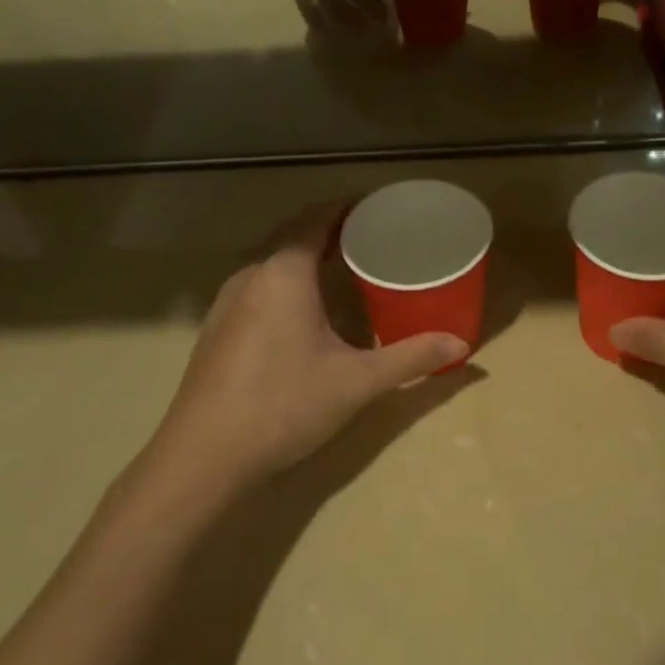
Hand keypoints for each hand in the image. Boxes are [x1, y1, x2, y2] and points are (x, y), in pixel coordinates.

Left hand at [144, 205, 465, 492]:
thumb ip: (411, 358)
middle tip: (370, 236)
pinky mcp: (216, 327)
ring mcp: (226, 301)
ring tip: (342, 266)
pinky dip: (285, 278)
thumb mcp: (357, 382)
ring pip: (270, 259)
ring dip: (303, 253)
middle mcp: (251, 274)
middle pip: (292, 233)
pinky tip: (303, 310)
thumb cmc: (284, 406)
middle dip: (329, 227)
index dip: (347, 206)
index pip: (316, 217)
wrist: (202, 458)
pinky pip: (257, 282)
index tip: (378, 208)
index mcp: (284, 272)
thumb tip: (462, 346)